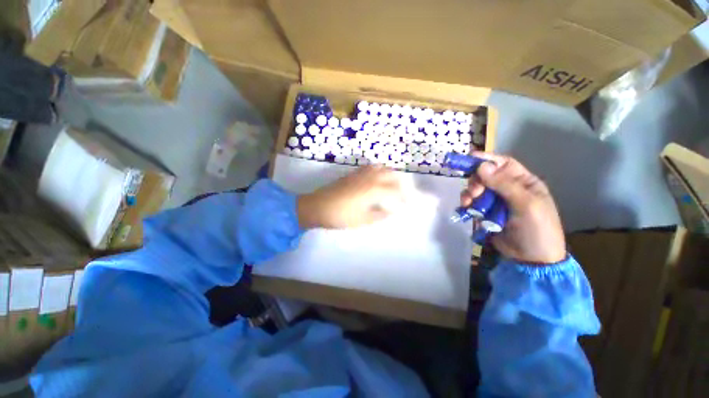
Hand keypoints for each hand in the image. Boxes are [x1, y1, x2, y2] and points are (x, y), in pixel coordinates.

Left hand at [297, 165, 404, 228]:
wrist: (318, 206)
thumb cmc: (341, 216)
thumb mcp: (363, 220)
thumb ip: (380, 215)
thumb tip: (390, 211)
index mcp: (374, 190)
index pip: (395, 191)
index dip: (403, 198)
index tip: (407, 204)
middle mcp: (370, 178)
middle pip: (391, 175)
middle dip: (400, 184)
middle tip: (401, 195)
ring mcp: (361, 173)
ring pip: (381, 168)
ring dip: (390, 175)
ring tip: (392, 185)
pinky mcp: (353, 173)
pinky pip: (370, 167)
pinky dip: (378, 170)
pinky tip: (376, 179)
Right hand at [461, 152, 565, 263]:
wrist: (531, 260)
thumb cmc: (537, 229)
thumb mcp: (526, 204)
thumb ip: (504, 185)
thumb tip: (481, 166)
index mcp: (523, 183)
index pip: (504, 164)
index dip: (487, 159)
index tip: (469, 158)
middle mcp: (508, 189)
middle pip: (485, 176)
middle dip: (476, 181)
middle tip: (474, 193)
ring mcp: (495, 202)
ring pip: (476, 190)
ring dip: (469, 194)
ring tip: (468, 204)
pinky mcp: (485, 214)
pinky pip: (472, 203)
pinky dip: (467, 205)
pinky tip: (466, 209)